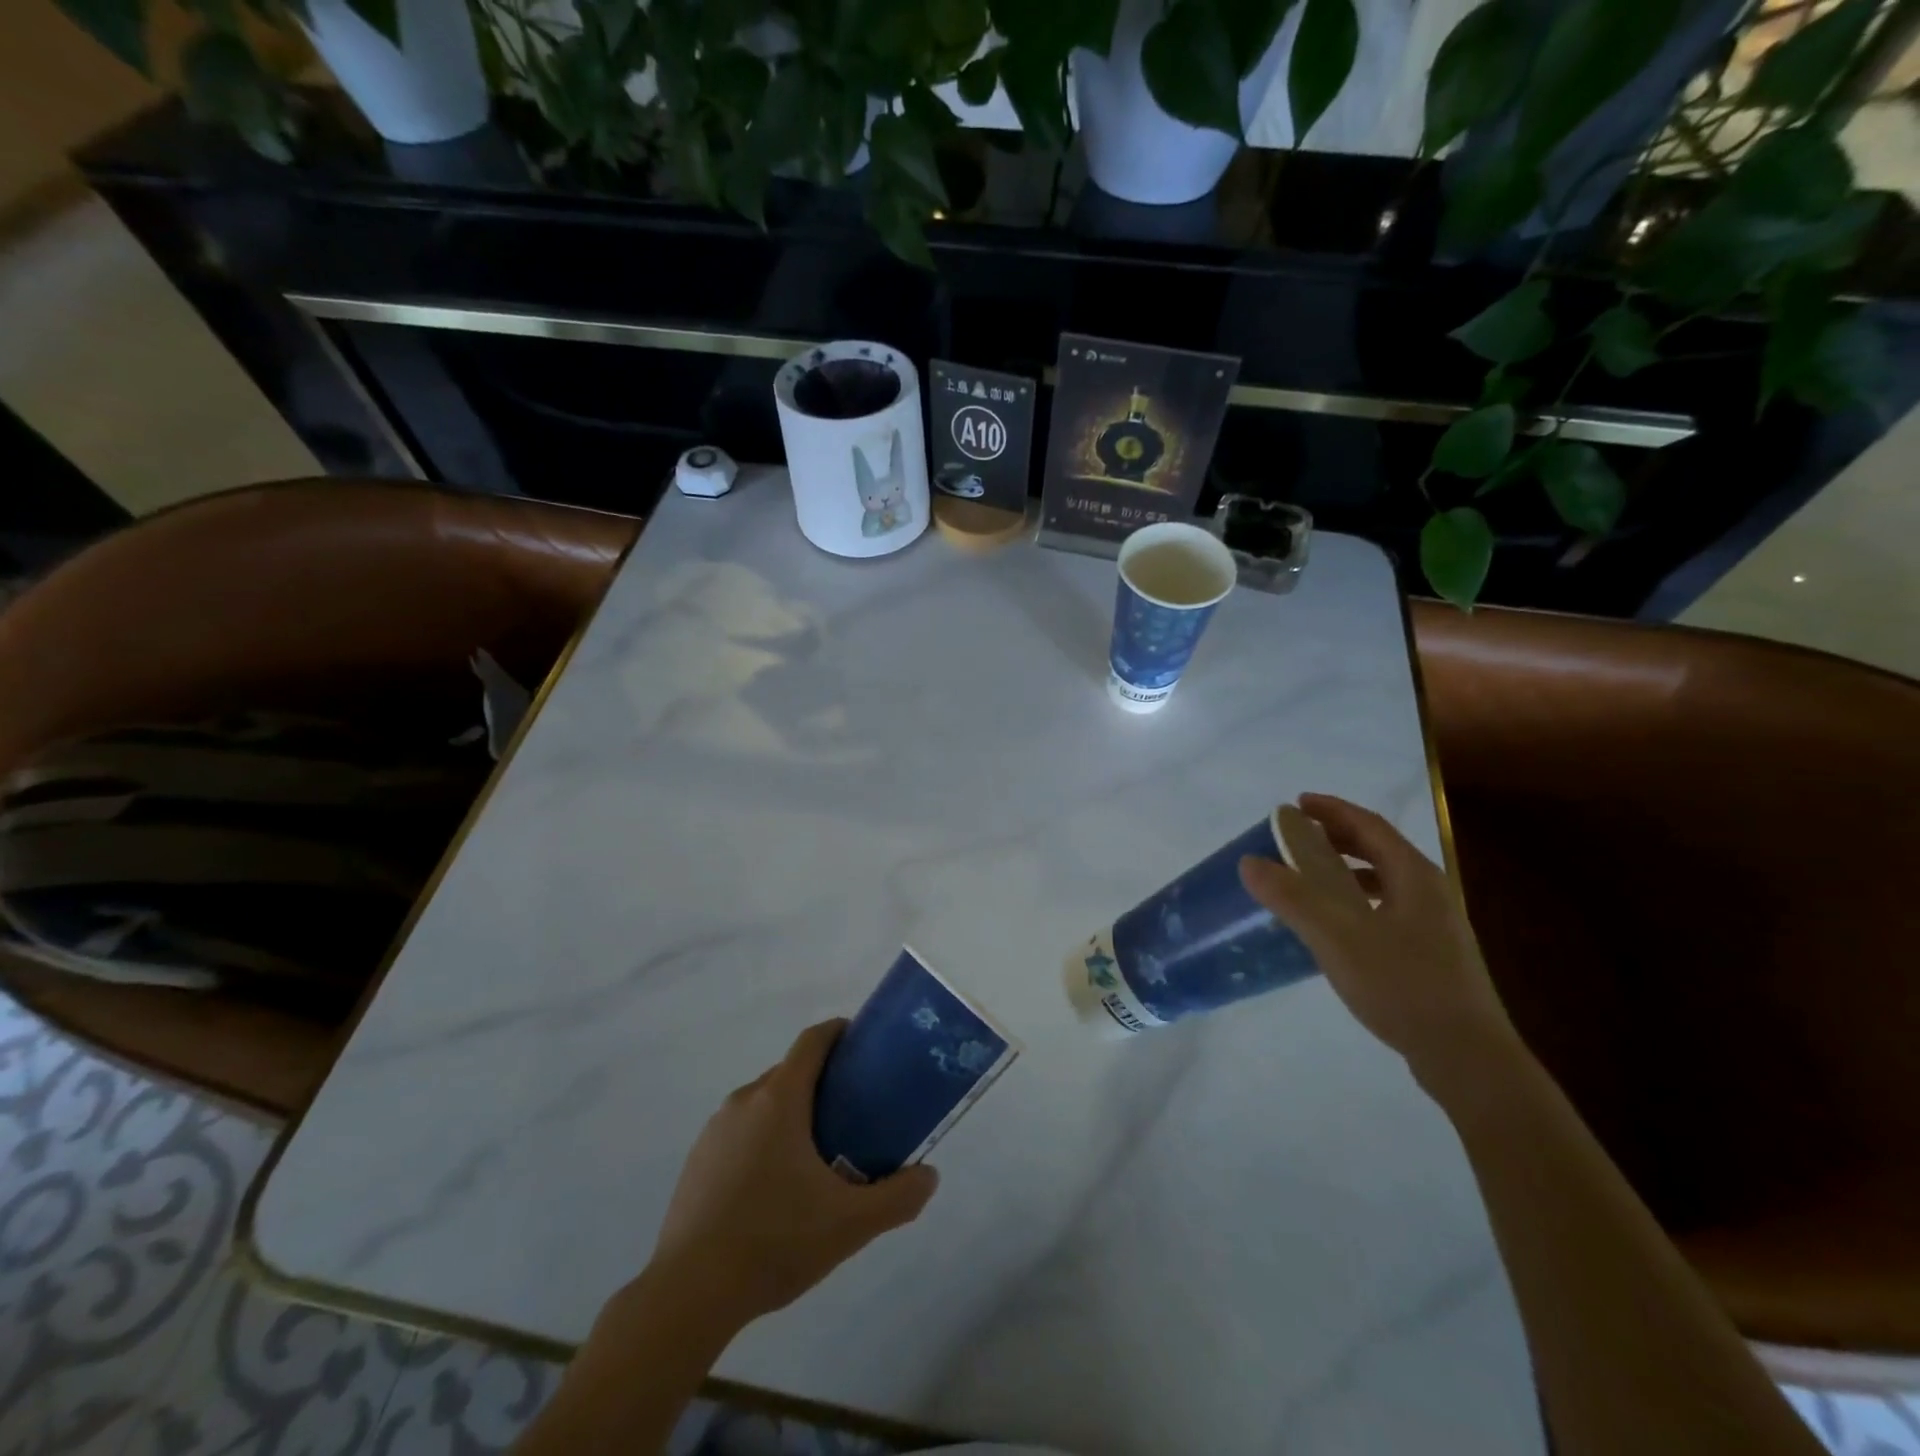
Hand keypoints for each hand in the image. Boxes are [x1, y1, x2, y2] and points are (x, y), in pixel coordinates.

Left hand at [648, 1019, 938, 1326]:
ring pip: (764, 1103)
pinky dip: (763, 1140)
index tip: (864, 1045)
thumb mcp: (849, 1224)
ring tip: (818, 1155)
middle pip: (790, 1072)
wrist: (688, 1294)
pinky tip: (775, 1190)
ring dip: (792, 1114)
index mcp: (779, 1098)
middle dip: (823, 1082)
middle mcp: (744, 1101)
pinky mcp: (697, 1161)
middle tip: (854, 1113)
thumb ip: (897, 1197)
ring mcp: (715, 1130)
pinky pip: (740, 1132)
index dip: (840, 1032)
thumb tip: (929, 1176)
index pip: (813, 1040)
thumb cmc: (774, 1241)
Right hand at [1238, 794, 1519, 1091]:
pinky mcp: (1433, 955)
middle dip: (1338, 837)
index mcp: (1414, 876)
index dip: (1332, 810)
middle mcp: (1430, 892)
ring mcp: (1436, 925)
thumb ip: (1292, 897)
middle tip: (1298, 835)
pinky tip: (1339, 925)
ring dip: (1347, 869)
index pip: (1369, 825)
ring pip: (1385, 880)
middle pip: (1380, 849)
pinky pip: (1388, 908)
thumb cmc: (1402, 985)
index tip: (1296, 803)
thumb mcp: (1337, 937)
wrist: (1467, 1057)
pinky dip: (1357, 900)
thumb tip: (1249, 861)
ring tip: (1312, 876)